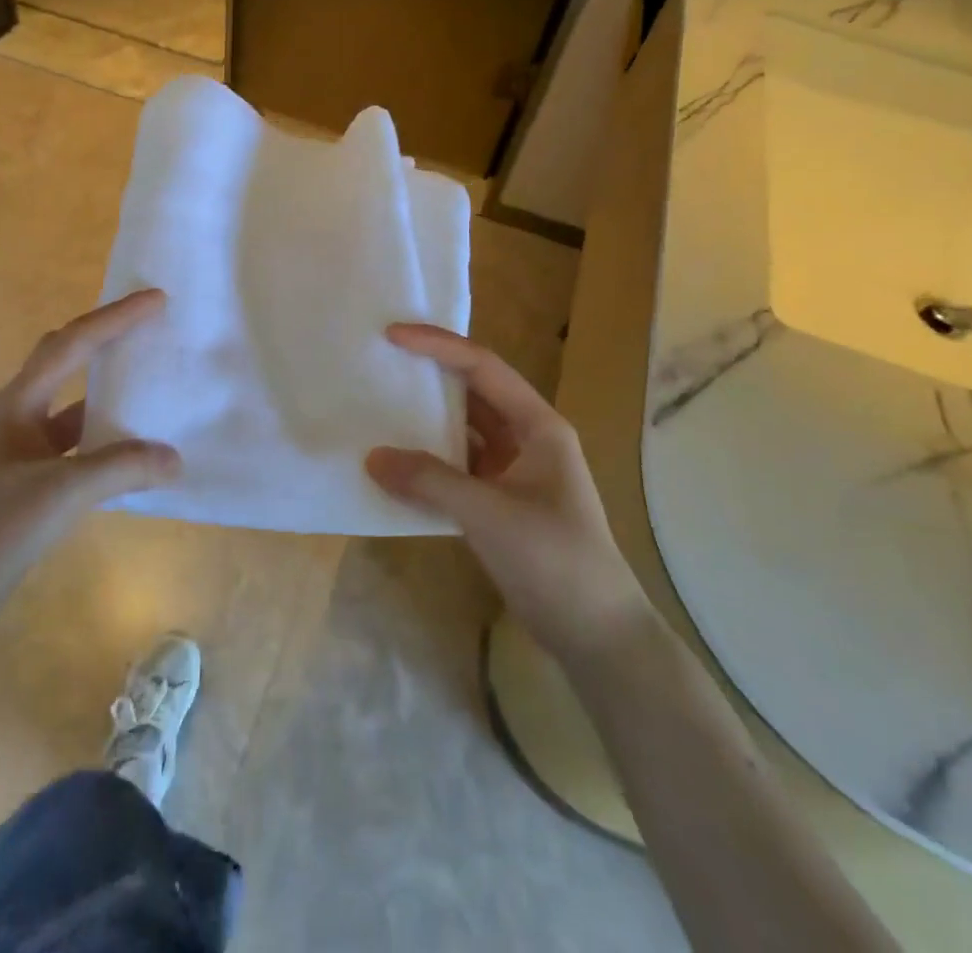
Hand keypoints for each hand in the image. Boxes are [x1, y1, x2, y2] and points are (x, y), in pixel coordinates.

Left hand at [0, 289, 180, 575]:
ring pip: (72, 407)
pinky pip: (75, 445)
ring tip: (150, 385)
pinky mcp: (27, 483)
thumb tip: (175, 458)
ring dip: (107, 393)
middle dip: (106, 340)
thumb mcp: (61, 493)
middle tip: (150, 328)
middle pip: (66, 361)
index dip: (115, 318)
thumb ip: (121, 468)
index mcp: (17, 403)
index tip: (156, 299)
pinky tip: (132, 451)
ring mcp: (20, 451)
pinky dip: (104, 439)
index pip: (71, 344)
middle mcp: (17, 417)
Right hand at [366, 323, 651, 662]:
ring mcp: (516, 471)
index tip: (392, 335)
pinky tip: (397, 465)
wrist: (599, 636)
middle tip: (382, 362)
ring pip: (464, 431)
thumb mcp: (490, 515)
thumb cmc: (555, 561)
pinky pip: (458, 467)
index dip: (438, 346)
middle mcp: (528, 439)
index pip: (483, 367)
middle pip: (473, 393)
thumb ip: (430, 482)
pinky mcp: (502, 502)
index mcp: (538, 426)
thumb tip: (372, 458)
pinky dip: (429, 462)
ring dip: (427, 421)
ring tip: (380, 406)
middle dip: (430, 376)